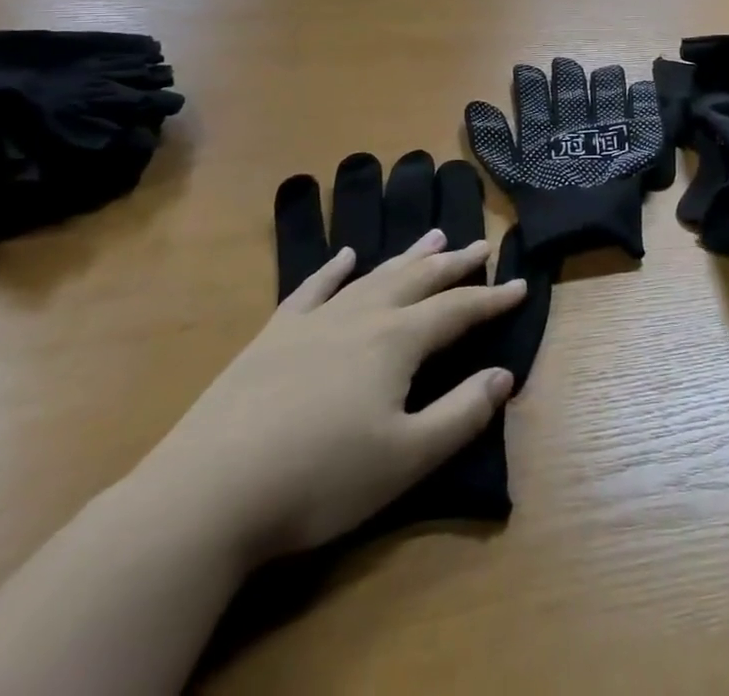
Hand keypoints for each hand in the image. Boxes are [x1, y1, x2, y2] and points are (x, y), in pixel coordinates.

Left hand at [129, 229, 525, 567]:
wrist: (208, 492)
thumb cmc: (319, 480)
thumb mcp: (406, 458)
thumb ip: (461, 413)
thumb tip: (504, 375)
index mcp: (397, 341)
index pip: (458, 310)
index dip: (492, 298)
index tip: (520, 284)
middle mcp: (362, 316)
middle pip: (419, 280)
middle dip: (454, 264)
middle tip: (480, 245)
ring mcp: (314, 321)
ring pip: (373, 276)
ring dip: (407, 257)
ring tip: (432, 236)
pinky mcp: (273, 336)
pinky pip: (312, 289)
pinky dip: (333, 269)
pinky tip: (345, 256)